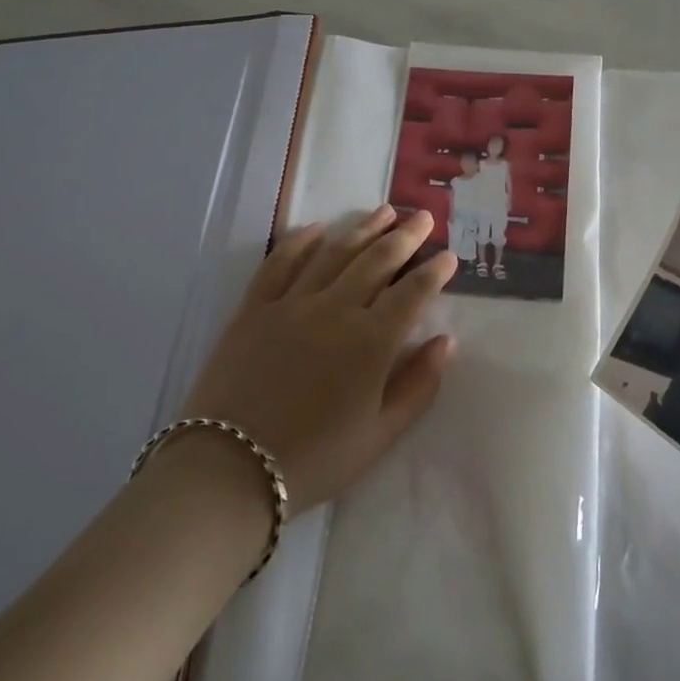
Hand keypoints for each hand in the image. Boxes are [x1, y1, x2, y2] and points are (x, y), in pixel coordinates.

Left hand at [180, 206, 456, 513]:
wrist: (230, 468)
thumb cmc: (317, 458)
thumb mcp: (382, 434)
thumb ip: (419, 385)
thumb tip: (446, 342)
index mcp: (372, 341)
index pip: (413, 292)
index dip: (435, 271)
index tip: (449, 256)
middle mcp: (336, 310)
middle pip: (377, 261)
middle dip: (405, 237)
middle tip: (422, 217)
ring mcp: (291, 304)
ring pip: (334, 253)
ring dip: (362, 229)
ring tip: (383, 212)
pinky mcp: (253, 309)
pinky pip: (279, 263)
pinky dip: (299, 242)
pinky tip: (316, 229)